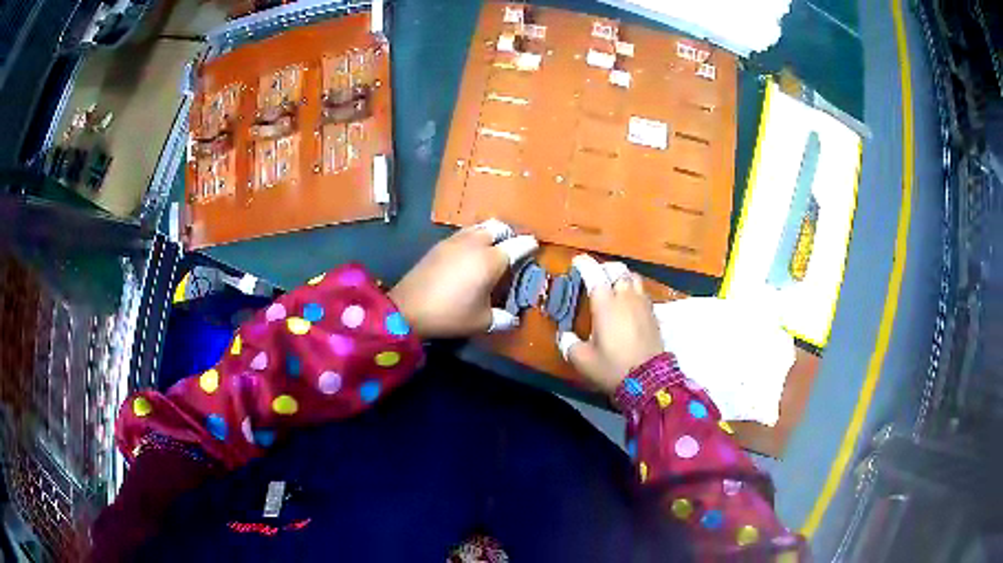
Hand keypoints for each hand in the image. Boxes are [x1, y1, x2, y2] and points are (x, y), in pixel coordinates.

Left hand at [388, 219, 538, 338]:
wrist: (408, 308)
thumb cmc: (450, 314)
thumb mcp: (481, 322)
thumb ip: (502, 319)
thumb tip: (512, 319)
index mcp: (491, 260)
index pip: (518, 244)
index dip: (529, 245)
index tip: (534, 248)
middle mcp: (476, 243)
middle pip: (499, 227)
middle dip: (509, 234)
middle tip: (511, 248)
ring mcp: (455, 241)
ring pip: (479, 227)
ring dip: (490, 234)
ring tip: (491, 249)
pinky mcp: (440, 245)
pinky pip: (463, 233)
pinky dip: (473, 238)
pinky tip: (468, 255)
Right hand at [559, 255, 664, 393]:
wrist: (649, 380)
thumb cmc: (613, 367)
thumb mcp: (583, 360)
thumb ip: (569, 344)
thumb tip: (564, 336)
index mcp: (606, 304)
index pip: (595, 273)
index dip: (584, 264)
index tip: (577, 262)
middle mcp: (626, 297)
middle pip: (617, 269)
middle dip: (604, 268)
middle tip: (595, 275)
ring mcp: (643, 304)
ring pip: (633, 277)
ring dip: (621, 277)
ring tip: (614, 286)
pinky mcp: (654, 314)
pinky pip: (642, 292)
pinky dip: (633, 290)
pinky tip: (628, 304)